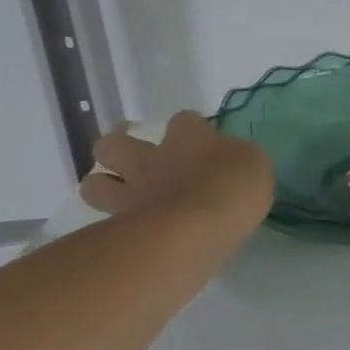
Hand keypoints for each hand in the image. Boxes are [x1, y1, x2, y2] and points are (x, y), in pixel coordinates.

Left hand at [78, 111, 274, 229]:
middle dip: (120, 147)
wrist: (196, 230)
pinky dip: (110, 222)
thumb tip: (231, 162)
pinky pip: (104, 219)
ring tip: (121, 195)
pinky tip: (127, 228)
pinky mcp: (121, 225)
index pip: (185, 119)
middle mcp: (154, 158)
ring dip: (104, 184)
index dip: (191, 127)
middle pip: (116, 141)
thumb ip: (238, 159)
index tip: (202, 140)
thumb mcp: (255, 164)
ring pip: (95, 181)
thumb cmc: (232, 188)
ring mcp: (132, 191)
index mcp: (190, 137)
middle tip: (138, 160)